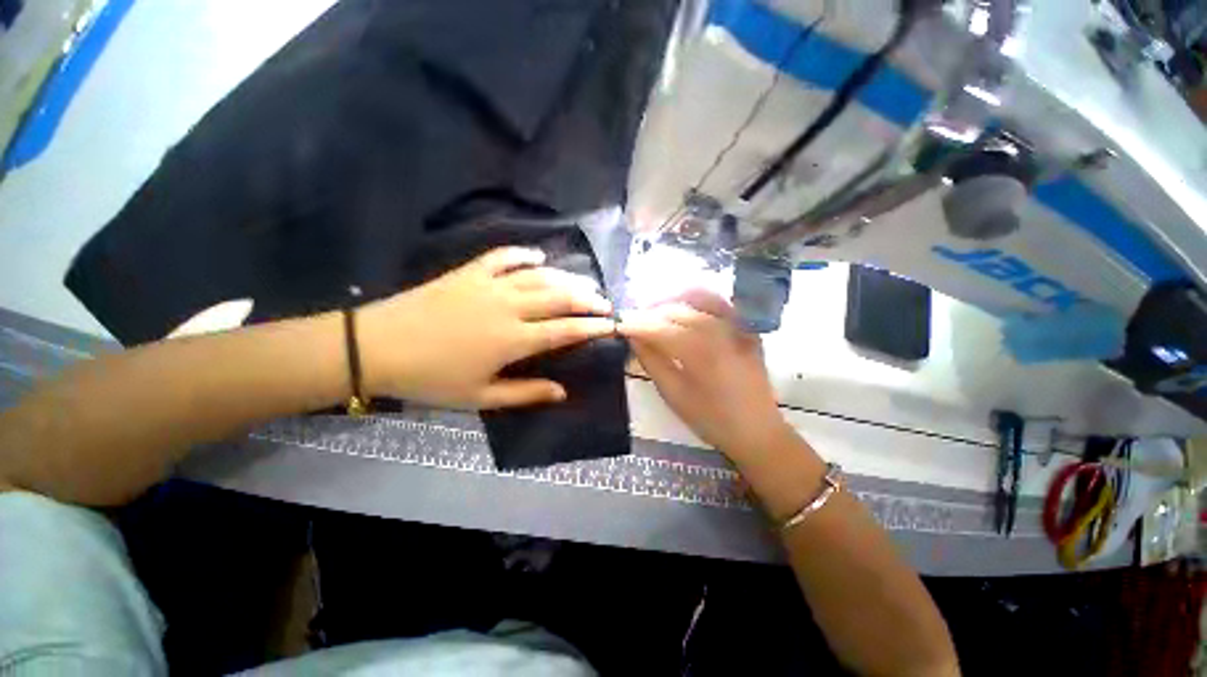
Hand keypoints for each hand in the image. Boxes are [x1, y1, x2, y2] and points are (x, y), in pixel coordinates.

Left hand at [359, 247, 615, 409]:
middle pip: (559, 296)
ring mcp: (489, 284)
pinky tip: (539, 257)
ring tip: (585, 281)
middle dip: (587, 298)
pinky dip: (524, 254)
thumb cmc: (430, 378)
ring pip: (538, 276)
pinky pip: (503, 257)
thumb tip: (562, 391)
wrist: (376, 347)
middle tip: (605, 302)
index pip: (565, 329)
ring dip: (566, 277)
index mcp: (513, 339)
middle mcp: (509, 306)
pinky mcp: (470, 272)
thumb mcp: (480, 397)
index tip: (613, 324)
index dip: (592, 326)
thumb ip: (525, 393)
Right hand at [619, 290, 792, 463]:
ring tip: (654, 312)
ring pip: (697, 298)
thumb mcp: (674, 394)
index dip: (635, 324)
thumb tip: (633, 338)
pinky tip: (683, 310)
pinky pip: (718, 302)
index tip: (618, 325)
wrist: (758, 430)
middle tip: (633, 321)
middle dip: (649, 312)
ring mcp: (737, 325)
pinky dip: (696, 300)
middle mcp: (719, 330)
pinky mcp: (746, 327)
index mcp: (700, 351)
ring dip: (671, 301)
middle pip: (676, 309)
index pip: (659, 328)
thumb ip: (652, 361)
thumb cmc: (712, 419)